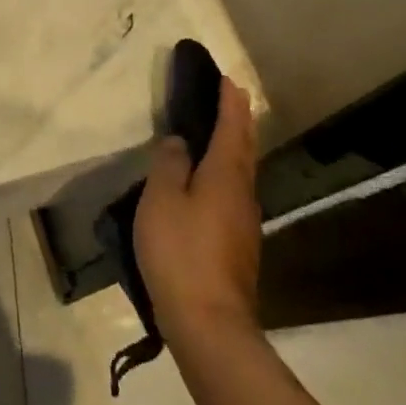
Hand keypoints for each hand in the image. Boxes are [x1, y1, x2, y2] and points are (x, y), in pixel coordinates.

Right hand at [134, 77, 261, 350]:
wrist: (209, 324)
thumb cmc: (181, 252)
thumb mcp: (161, 200)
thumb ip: (168, 164)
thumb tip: (179, 142)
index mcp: (225, 175)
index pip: (231, 128)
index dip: (229, 103)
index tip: (228, 80)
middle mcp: (242, 194)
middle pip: (244, 149)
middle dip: (239, 121)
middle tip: (232, 98)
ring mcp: (244, 224)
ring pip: (242, 173)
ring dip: (235, 148)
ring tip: (221, 134)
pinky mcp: (239, 248)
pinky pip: (234, 195)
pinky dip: (227, 175)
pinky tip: (211, 185)